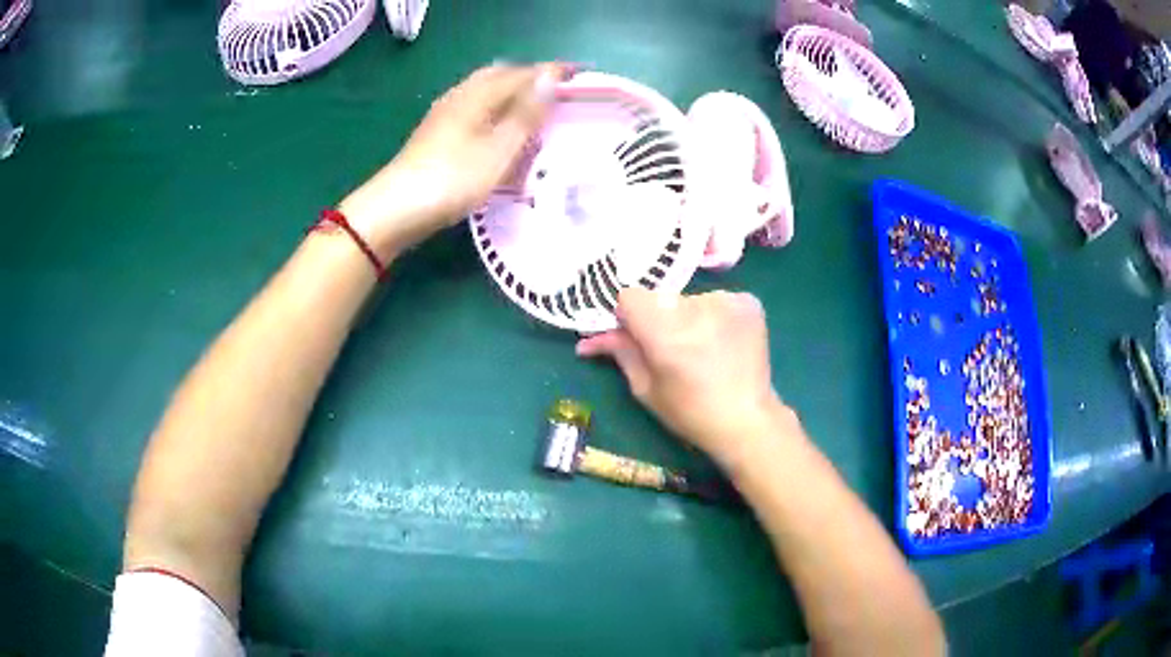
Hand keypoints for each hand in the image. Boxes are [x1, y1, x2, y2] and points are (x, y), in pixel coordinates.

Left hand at [339, 62, 573, 257]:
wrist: (396, 209)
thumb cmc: (452, 179)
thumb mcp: (499, 149)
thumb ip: (525, 113)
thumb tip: (549, 77)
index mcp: (478, 95)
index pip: (522, 73)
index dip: (551, 73)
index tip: (579, 76)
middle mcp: (460, 97)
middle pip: (499, 77)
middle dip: (529, 80)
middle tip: (556, 94)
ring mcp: (444, 116)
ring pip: (484, 94)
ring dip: (511, 96)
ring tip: (532, 113)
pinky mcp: (435, 135)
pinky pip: (473, 111)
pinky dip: (494, 114)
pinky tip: (499, 133)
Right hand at [576, 288, 792, 467]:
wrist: (747, 419)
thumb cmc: (690, 413)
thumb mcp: (645, 388)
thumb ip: (620, 352)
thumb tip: (589, 339)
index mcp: (666, 333)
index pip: (630, 297)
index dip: (629, 316)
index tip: (636, 337)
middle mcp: (696, 308)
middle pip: (660, 299)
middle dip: (658, 319)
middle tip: (671, 350)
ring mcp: (727, 301)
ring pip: (688, 300)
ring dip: (687, 318)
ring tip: (702, 349)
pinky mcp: (748, 301)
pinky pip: (715, 301)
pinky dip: (713, 316)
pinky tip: (722, 342)